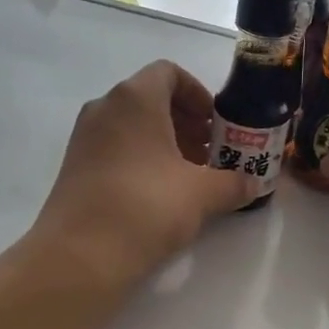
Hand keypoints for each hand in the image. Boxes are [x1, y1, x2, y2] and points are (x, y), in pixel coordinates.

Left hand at [30, 60, 252, 287]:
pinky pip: (116, 147)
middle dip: (186, 122)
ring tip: (191, 176)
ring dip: (166, 142)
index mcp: (135, 98)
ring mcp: (85, 137)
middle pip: (151, 99)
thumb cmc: (146, 206)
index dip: (198, 94)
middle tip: (211, 153)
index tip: (217, 124)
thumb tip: (253, 185)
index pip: (169, 73)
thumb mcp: (202, 194)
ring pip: (133, 125)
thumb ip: (233, 182)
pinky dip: (142, 158)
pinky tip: (161, 194)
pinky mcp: (75, 166)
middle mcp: (105, 107)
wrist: (80, 255)